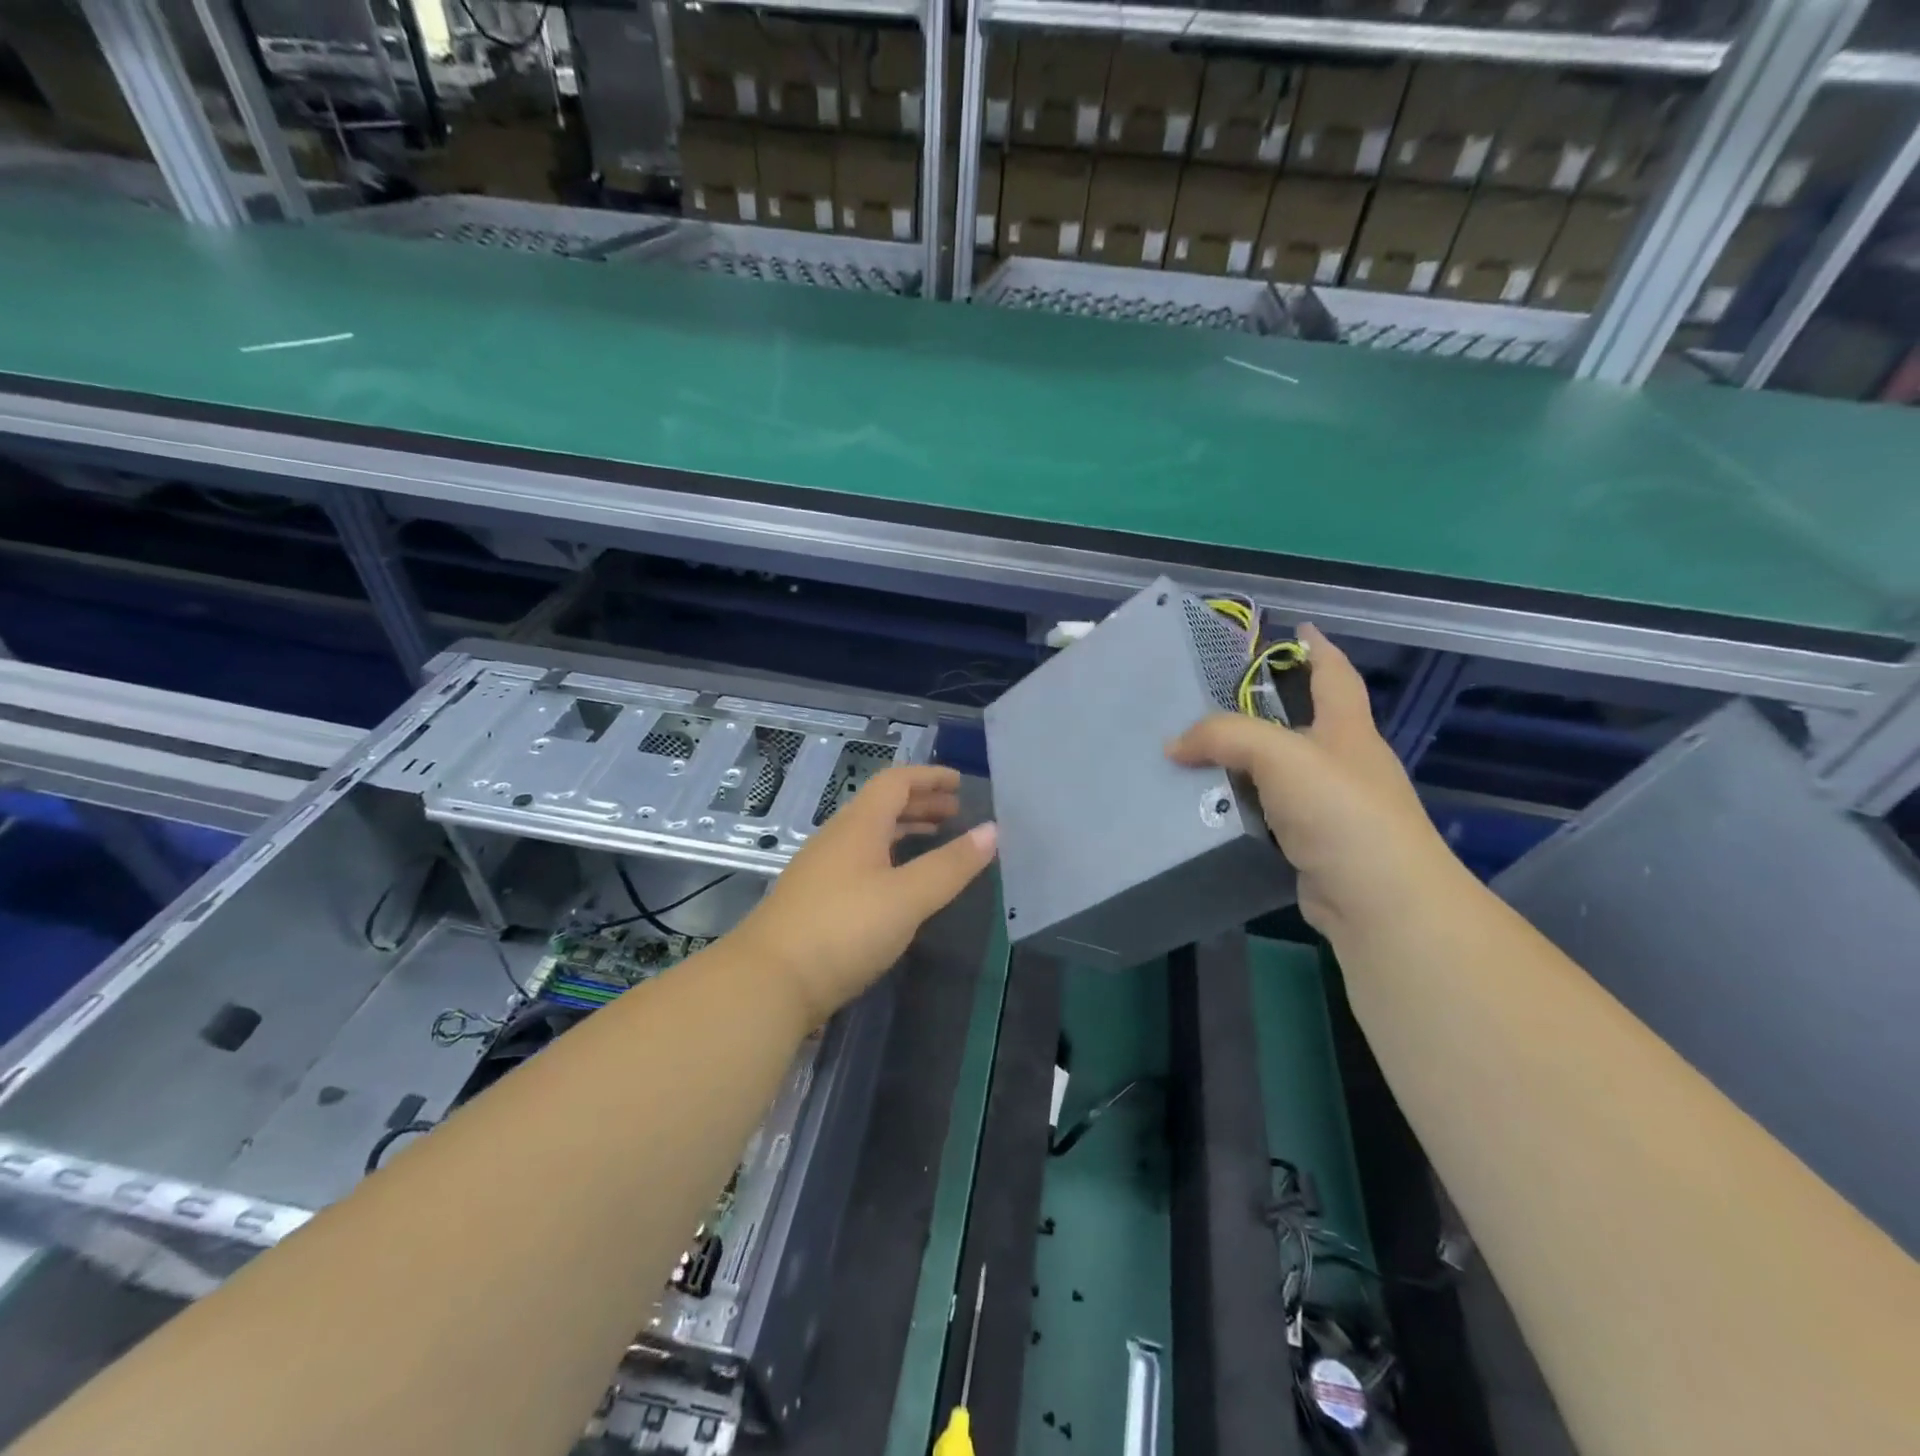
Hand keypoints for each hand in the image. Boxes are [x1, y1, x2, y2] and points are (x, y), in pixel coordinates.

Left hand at [734, 765, 997, 1026]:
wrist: (769, 981)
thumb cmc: (844, 929)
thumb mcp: (908, 897)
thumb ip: (951, 865)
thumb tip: (993, 830)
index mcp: (859, 826)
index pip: (896, 782)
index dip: (929, 777)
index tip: (959, 783)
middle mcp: (837, 838)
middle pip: (882, 806)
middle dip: (921, 803)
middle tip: (955, 812)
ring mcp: (821, 869)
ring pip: (870, 835)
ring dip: (904, 830)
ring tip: (935, 839)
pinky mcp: (815, 899)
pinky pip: (860, 860)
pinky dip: (889, 857)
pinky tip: (899, 884)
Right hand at [1166, 625, 1454, 939]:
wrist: (1380, 902)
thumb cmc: (1341, 812)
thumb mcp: (1281, 756)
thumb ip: (1225, 736)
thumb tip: (1174, 745)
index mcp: (1347, 730)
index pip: (1335, 674)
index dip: (1317, 648)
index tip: (1296, 628)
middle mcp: (1344, 764)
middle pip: (1300, 723)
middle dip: (1263, 709)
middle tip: (1209, 699)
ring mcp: (1331, 809)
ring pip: (1278, 773)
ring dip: (1243, 763)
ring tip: (1194, 754)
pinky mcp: (1313, 846)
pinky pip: (1268, 814)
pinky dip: (1241, 806)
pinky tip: (1208, 808)